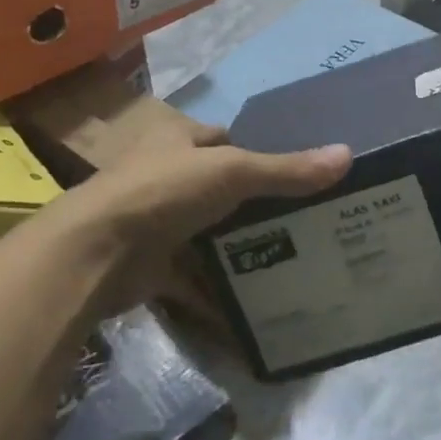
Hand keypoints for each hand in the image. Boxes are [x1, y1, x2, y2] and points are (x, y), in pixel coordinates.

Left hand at [35, 117, 350, 300]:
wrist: (92, 254)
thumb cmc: (162, 191)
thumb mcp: (232, 172)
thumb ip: (287, 170)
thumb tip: (347, 155)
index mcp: (177, 139)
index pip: (224, 139)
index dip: (256, 151)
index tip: (294, 173)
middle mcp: (164, 175)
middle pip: (219, 188)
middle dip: (253, 204)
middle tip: (303, 219)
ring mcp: (155, 222)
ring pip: (207, 232)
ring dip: (237, 246)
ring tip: (290, 257)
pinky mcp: (150, 265)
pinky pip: (193, 275)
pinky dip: (216, 289)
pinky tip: (252, 300)